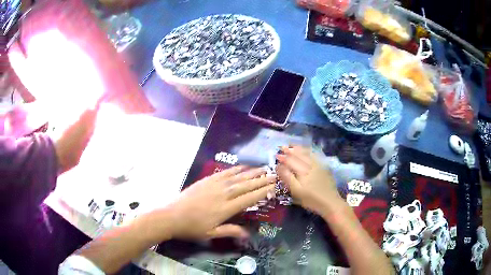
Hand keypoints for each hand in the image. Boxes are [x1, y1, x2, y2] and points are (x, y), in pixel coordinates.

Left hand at [167, 166, 275, 239]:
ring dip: (251, 172)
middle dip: (261, 180)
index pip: (249, 198)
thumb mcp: (211, 233)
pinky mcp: (206, 180)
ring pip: (236, 177)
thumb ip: (230, 231)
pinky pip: (223, 173)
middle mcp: (223, 194)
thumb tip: (248, 234)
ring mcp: (214, 185)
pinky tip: (242, 167)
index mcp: (225, 209)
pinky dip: (234, 169)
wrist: (171, 216)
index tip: (273, 186)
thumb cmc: (192, 227)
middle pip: (246, 186)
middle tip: (274, 174)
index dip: (262, 192)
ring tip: (263, 168)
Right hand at [276, 145, 339, 213]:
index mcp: (302, 171)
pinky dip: (308, 151)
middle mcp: (310, 165)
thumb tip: (279, 166)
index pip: (290, 161)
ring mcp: (318, 165)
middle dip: (290, 150)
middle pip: (299, 155)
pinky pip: (314, 155)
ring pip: (307, 154)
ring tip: (292, 145)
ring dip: (298, 149)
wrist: (330, 202)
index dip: (283, 158)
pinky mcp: (324, 167)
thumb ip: (287, 177)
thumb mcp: (296, 191)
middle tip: (282, 146)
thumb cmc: (311, 199)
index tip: (276, 155)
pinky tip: (306, 150)